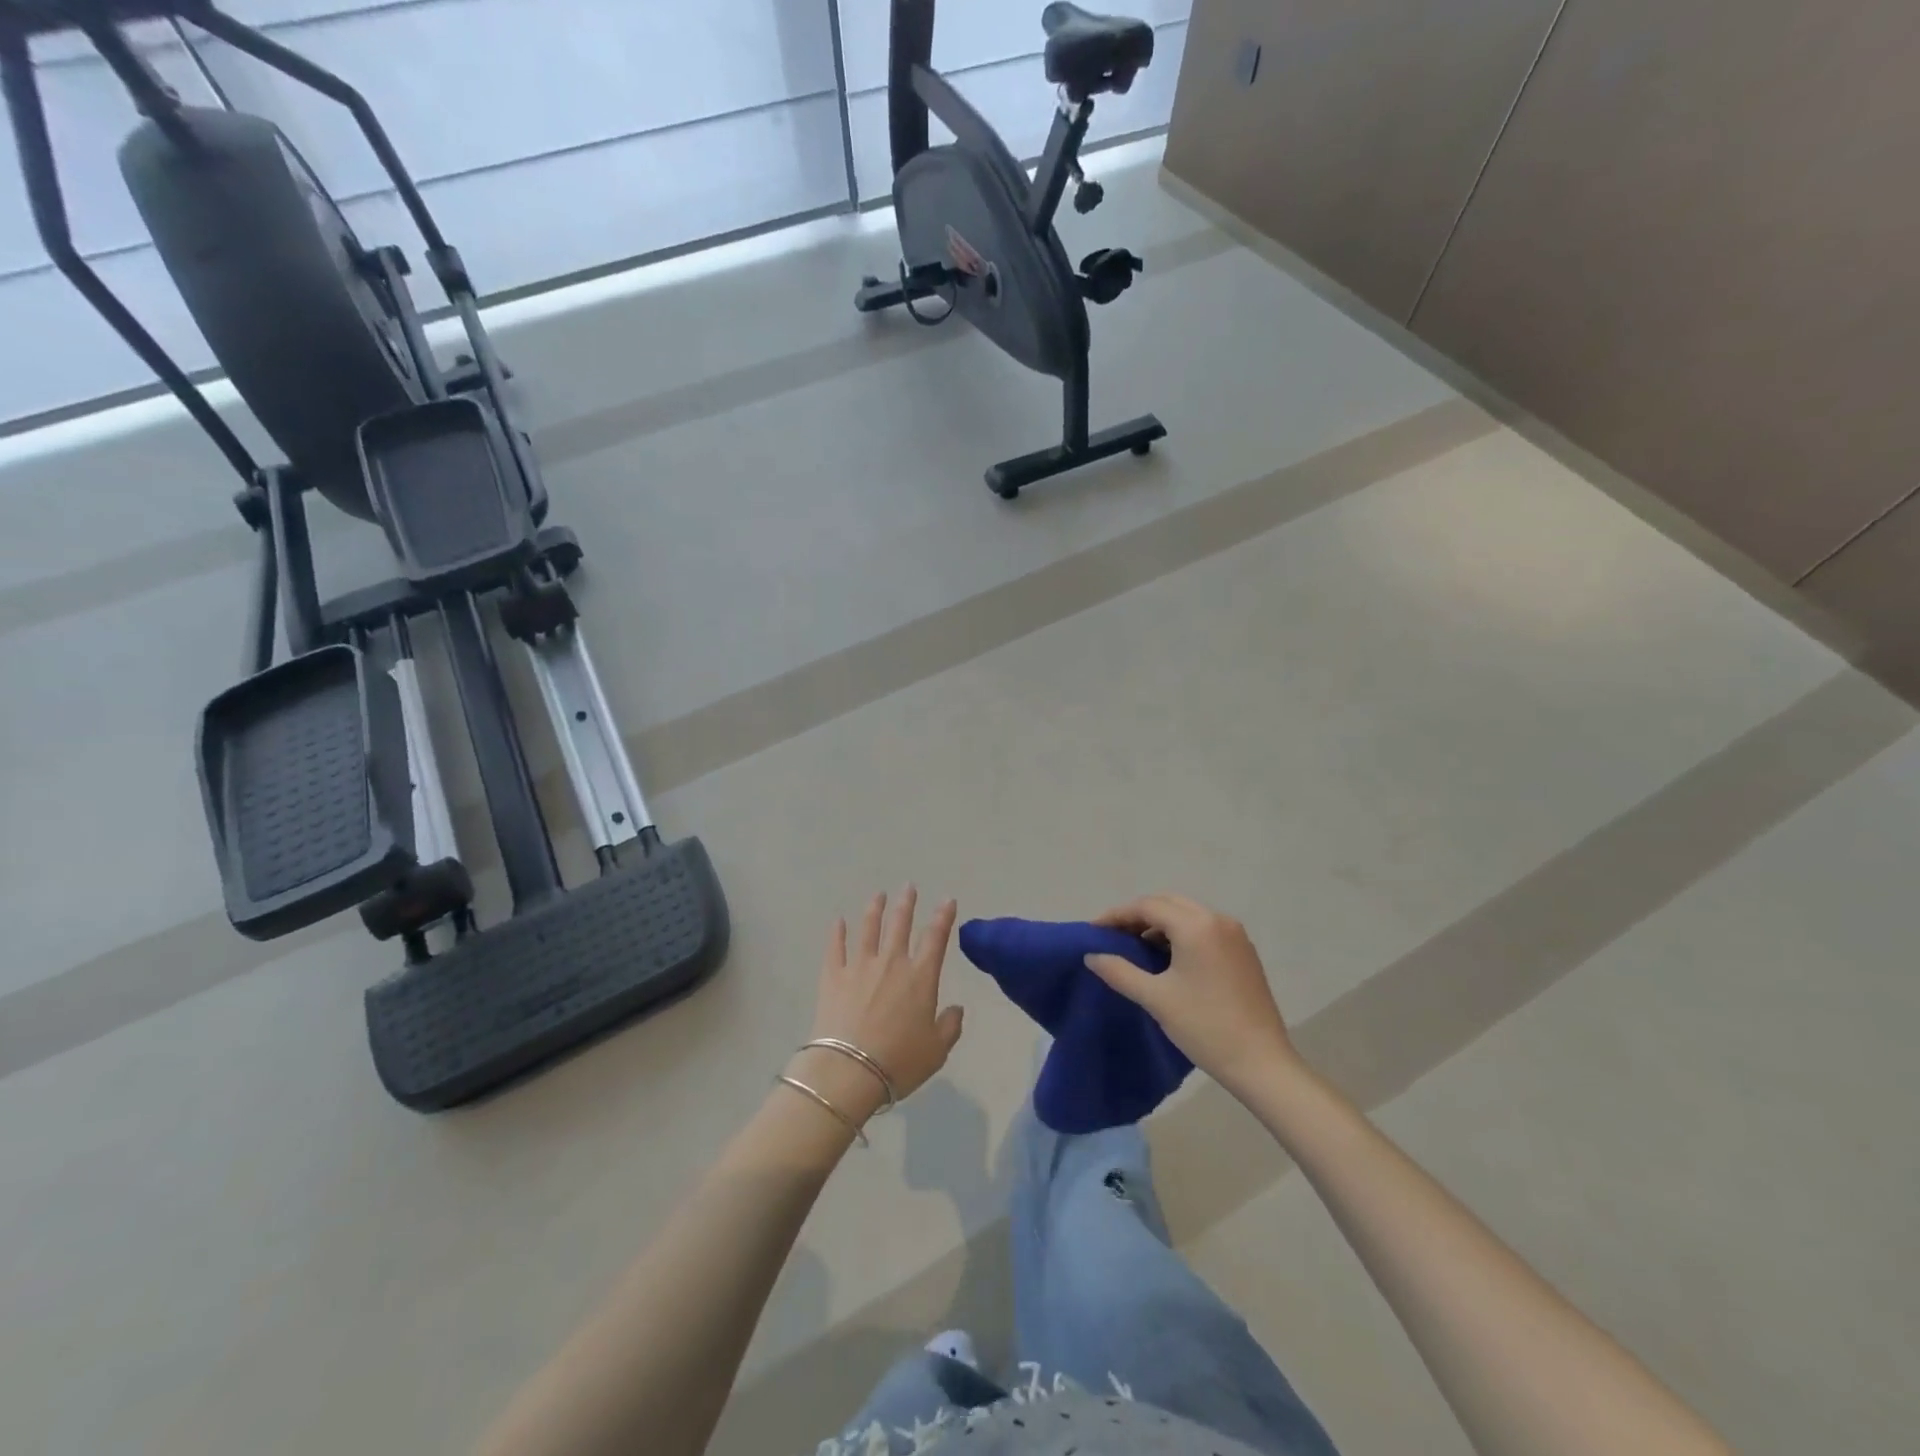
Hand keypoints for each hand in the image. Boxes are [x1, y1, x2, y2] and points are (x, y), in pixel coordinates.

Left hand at [788, 887, 964, 1126]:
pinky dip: (837, 932)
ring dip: (875, 909)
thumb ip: (950, 1026)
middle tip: (908, 887)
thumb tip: (956, 1009)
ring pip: (869, 928)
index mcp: (920, 978)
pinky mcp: (833, 976)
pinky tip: (838, 921)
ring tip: (878, 895)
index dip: (943, 917)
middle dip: (906, 904)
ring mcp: (860, 966)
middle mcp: (892, 963)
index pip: (935, 938)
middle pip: (900, 925)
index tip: (947, 900)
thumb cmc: (900, 1062)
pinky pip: (835, 947)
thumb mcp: (937, 1051)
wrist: (850, 1071)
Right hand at [1085, 893, 1297, 1094]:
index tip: (1093, 930)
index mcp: (1196, 926)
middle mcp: (1218, 920)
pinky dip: (1181, 934)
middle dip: (1138, 915)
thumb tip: (1091, 956)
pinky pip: (1204, 929)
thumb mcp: (1156, 998)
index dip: (1117, 915)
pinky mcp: (1244, 952)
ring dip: (1159, 924)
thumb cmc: (1205, 1026)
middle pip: (1168, 904)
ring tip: (1136, 947)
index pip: (1148, 907)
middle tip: (1113, 935)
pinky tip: (1168, 958)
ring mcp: (1235, 935)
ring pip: (1187, 915)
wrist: (1262, 1063)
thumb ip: (1119, 971)